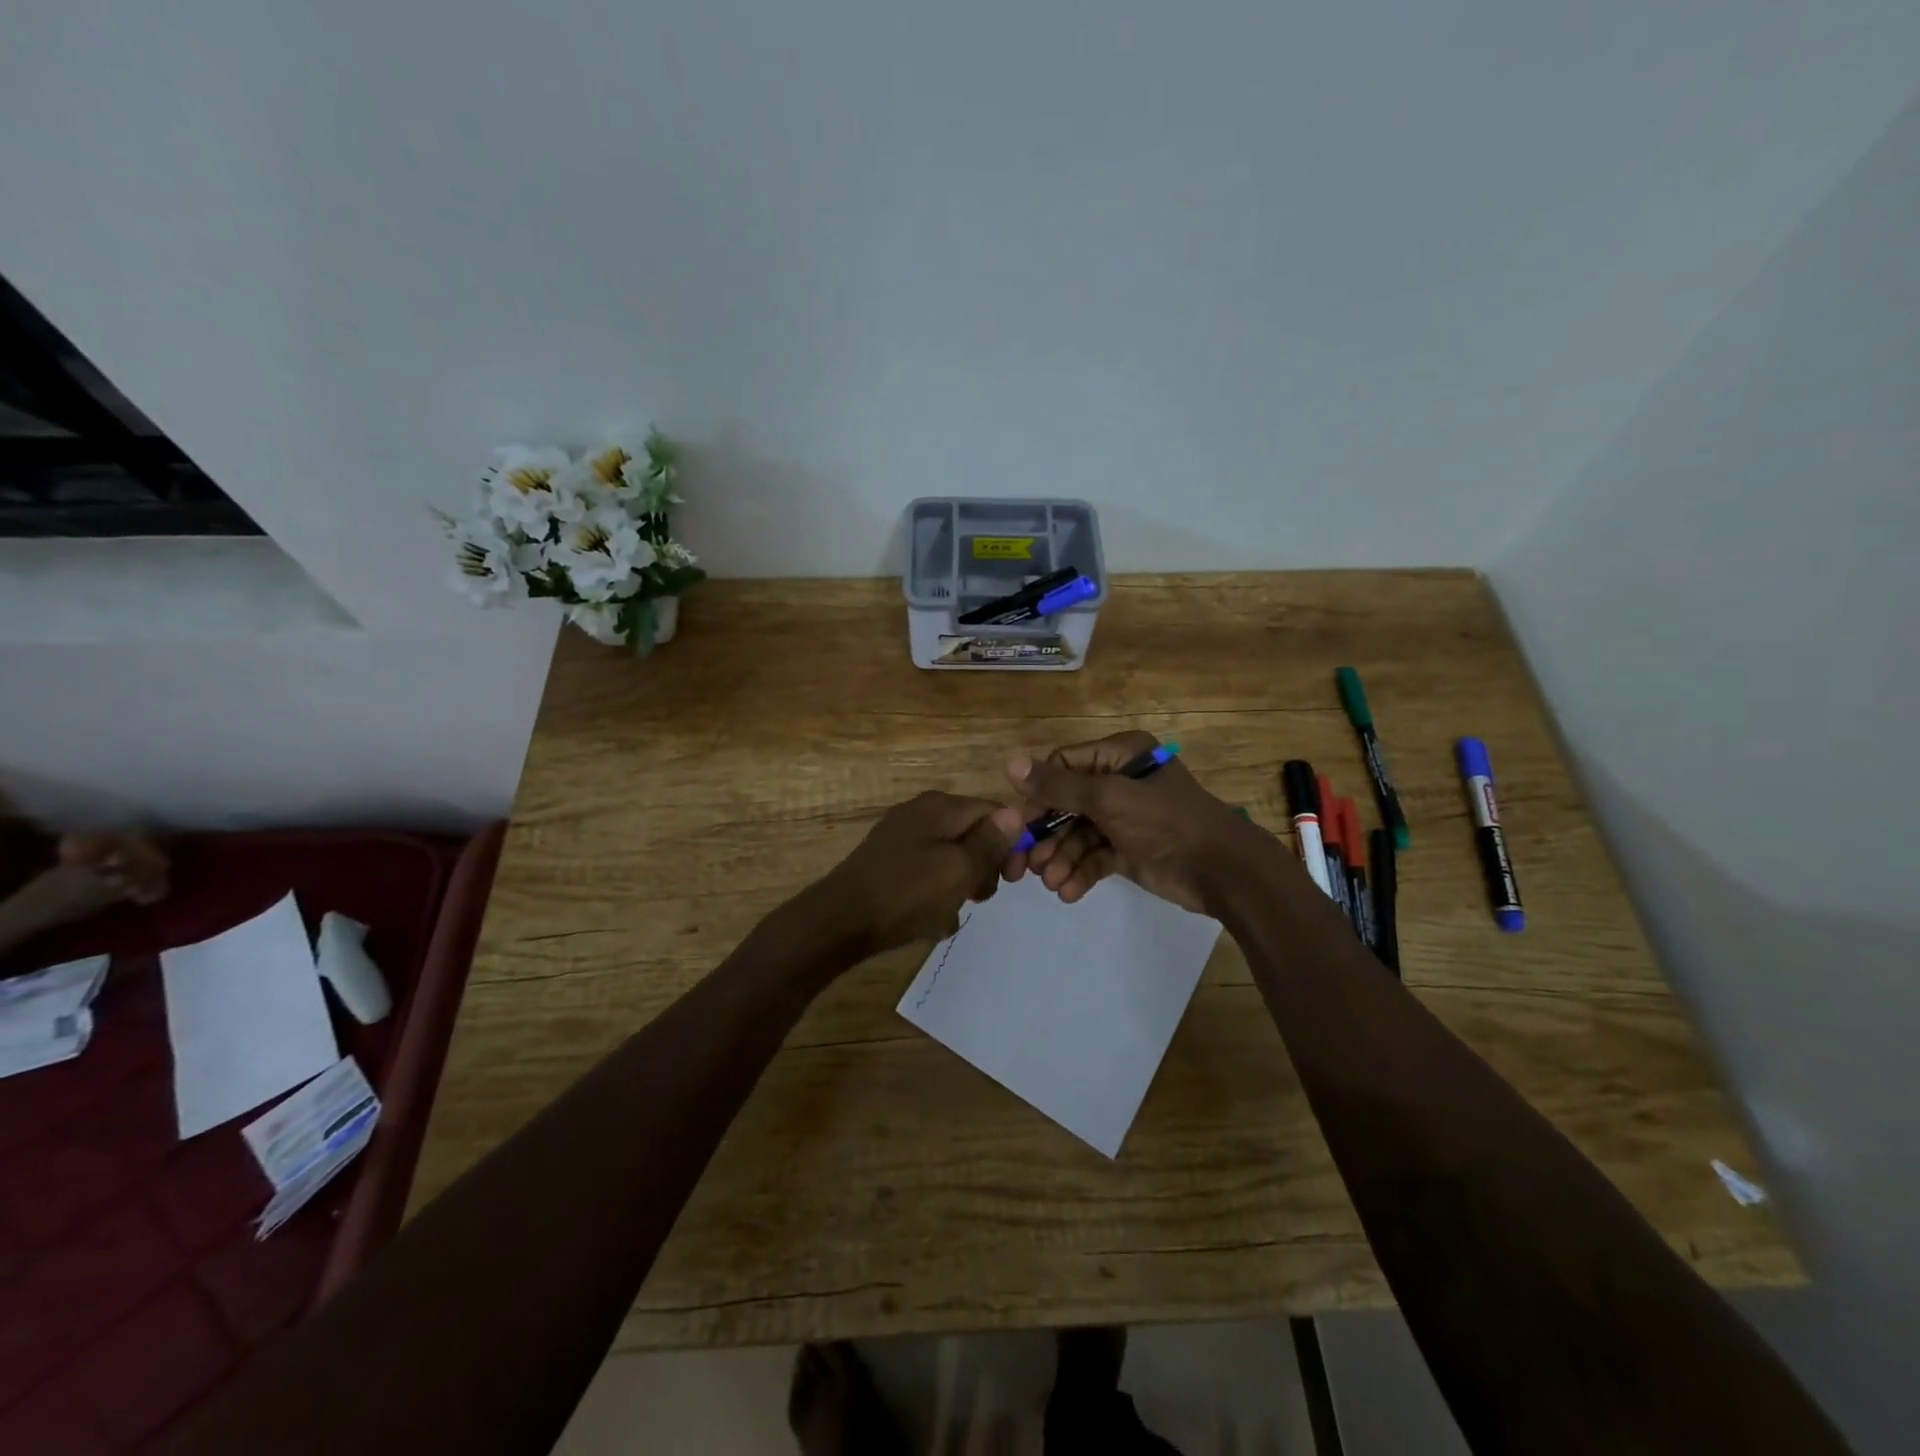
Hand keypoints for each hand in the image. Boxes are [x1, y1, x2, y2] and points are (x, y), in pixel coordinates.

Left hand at [816, 792, 1024, 954]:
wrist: (840, 921)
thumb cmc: (906, 893)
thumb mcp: (959, 869)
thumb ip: (990, 842)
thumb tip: (1015, 814)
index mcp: (941, 806)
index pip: (995, 812)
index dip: (1012, 843)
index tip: (1015, 879)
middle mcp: (921, 813)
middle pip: (973, 834)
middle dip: (984, 867)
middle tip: (979, 898)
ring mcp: (902, 837)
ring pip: (951, 856)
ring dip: (960, 885)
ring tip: (951, 913)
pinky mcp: (889, 862)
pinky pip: (927, 872)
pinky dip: (935, 893)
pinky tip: (930, 920)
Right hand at [1005, 732, 1268, 913]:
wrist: (1222, 871)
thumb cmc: (1165, 822)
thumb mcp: (1109, 799)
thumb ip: (1058, 786)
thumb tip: (1010, 764)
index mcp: (1119, 755)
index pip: (1063, 766)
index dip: (1039, 795)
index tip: (1020, 825)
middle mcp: (1119, 780)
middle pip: (1067, 804)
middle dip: (1048, 835)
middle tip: (1026, 866)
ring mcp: (1124, 817)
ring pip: (1078, 834)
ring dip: (1062, 859)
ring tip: (1051, 883)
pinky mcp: (1129, 849)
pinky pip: (1095, 856)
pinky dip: (1081, 872)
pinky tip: (1069, 892)